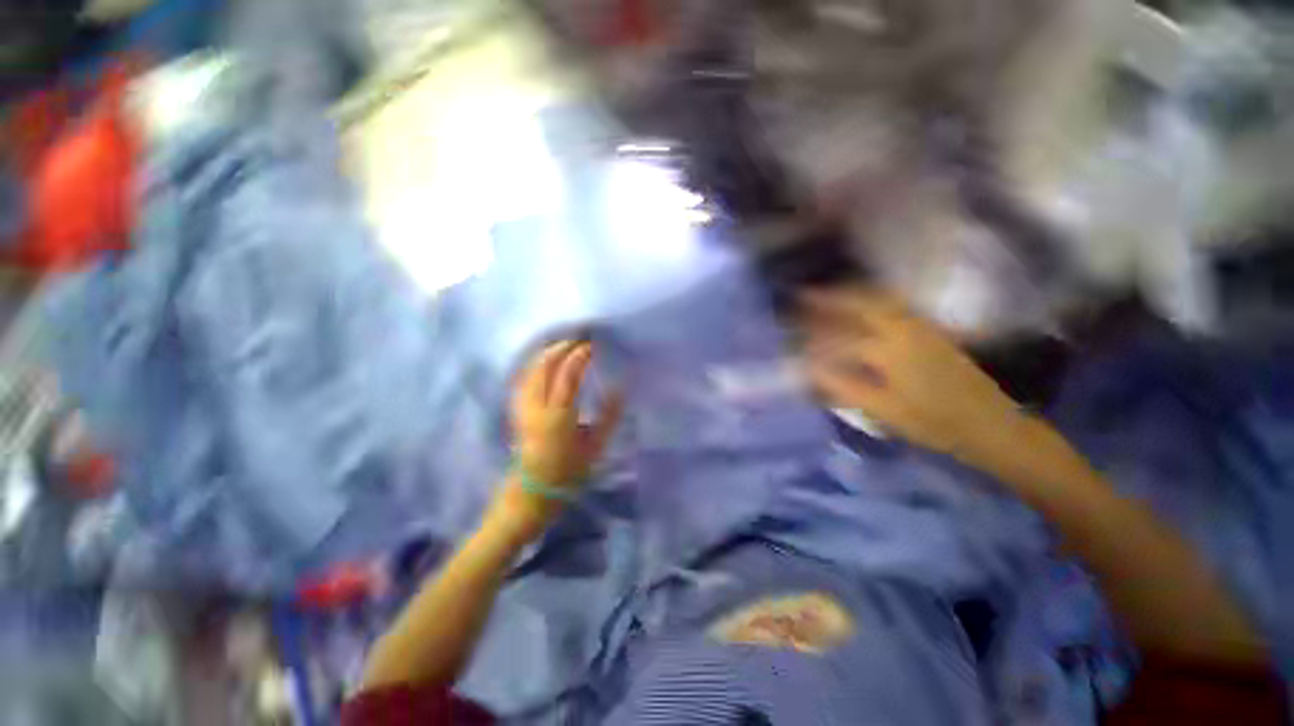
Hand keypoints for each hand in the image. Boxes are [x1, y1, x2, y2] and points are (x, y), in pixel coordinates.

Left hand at [488, 341, 623, 538]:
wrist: (532, 492)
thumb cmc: (568, 472)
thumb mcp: (595, 447)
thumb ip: (609, 416)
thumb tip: (620, 388)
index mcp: (559, 416)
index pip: (568, 375)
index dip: (579, 357)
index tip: (591, 346)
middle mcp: (537, 407)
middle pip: (544, 367)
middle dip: (560, 348)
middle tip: (577, 340)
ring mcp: (523, 408)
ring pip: (530, 370)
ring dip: (546, 354)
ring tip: (562, 345)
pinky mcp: (517, 411)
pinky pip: (523, 379)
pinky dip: (534, 365)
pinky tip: (543, 362)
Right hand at [800, 287, 1023, 460]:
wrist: (990, 425)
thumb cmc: (934, 422)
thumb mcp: (884, 410)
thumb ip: (845, 387)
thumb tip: (811, 369)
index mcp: (893, 350)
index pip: (843, 336)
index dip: (814, 333)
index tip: (791, 326)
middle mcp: (906, 329)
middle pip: (863, 301)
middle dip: (831, 296)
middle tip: (804, 295)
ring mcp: (921, 327)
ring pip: (880, 299)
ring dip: (851, 294)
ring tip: (826, 295)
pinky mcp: (931, 331)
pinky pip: (894, 306)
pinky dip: (871, 301)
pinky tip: (860, 307)